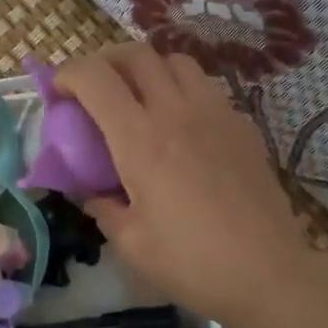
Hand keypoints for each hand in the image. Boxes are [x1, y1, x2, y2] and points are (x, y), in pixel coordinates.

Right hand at [55, 43, 320, 327]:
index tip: (58, 92)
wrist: (268, 273)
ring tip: (141, 98)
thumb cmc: (192, 262)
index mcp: (140, 140)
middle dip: (106, 61)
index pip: (96, 79)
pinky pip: (207, 88)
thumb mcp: (132, 243)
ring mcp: (216, 114)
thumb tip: (92, 193)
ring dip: (149, 69)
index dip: (68, 74)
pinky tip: (184, 126)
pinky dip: (184, 91)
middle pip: (137, 55)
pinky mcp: (243, 126)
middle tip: (95, 89)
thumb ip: (104, 209)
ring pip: (177, 62)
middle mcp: (177, 112)